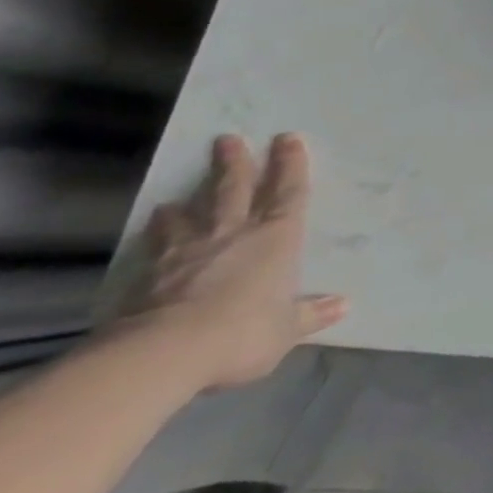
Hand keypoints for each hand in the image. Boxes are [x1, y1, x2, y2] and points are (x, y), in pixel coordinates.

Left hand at [113, 134, 347, 390]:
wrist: (163, 353)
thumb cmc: (242, 332)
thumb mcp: (286, 328)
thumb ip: (311, 313)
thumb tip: (344, 305)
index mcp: (277, 237)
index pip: (288, 192)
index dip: (291, 165)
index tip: (287, 138)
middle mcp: (234, 233)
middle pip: (234, 190)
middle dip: (235, 163)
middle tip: (228, 139)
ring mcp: (188, 251)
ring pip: (190, 214)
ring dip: (188, 201)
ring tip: (178, 195)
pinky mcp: (149, 274)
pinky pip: (156, 245)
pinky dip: (156, 232)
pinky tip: (154, 225)